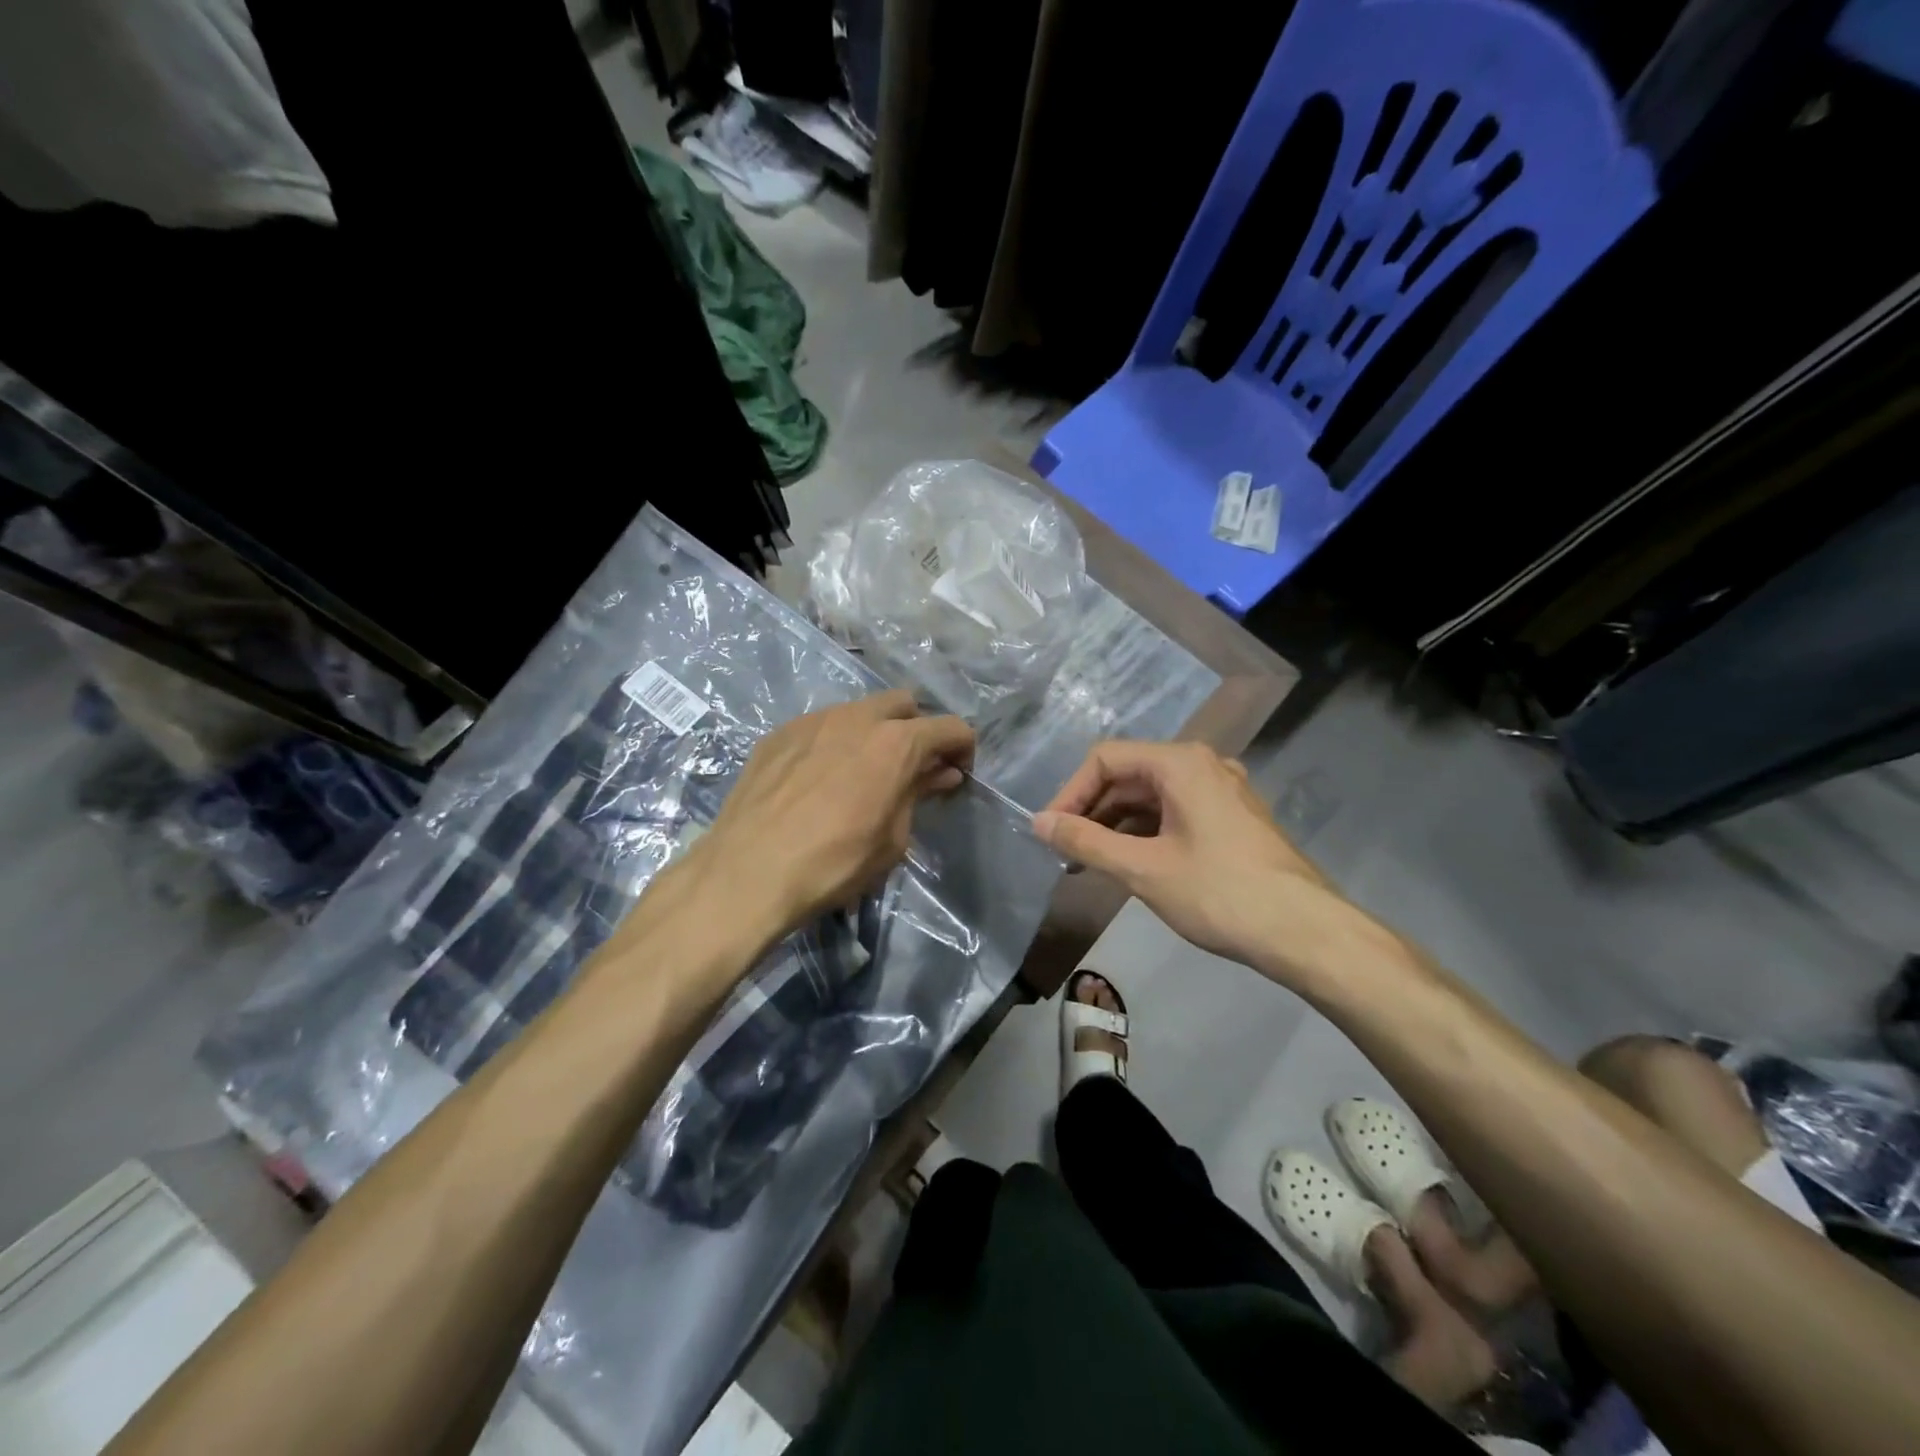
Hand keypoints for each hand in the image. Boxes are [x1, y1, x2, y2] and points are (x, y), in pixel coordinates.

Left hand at [689, 689, 974, 943]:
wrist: (748, 872)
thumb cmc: (835, 863)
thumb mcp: (892, 838)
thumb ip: (918, 794)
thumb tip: (941, 773)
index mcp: (895, 742)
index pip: (950, 727)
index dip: (963, 749)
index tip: (958, 774)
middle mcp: (857, 717)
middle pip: (903, 704)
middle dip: (917, 729)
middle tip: (912, 769)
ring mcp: (813, 720)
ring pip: (858, 711)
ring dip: (874, 733)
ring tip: (863, 773)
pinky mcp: (778, 734)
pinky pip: (820, 726)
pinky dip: (834, 743)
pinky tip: (820, 779)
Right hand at [1032, 740, 1370, 981]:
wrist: (1306, 932)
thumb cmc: (1219, 893)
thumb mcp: (1143, 869)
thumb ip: (1085, 842)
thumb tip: (1038, 823)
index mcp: (1180, 763)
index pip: (1105, 759)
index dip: (1070, 792)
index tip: (1050, 832)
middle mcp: (1202, 765)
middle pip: (1129, 774)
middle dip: (1092, 810)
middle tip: (1066, 852)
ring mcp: (1222, 791)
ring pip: (1152, 795)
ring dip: (1117, 824)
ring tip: (1092, 862)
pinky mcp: (1233, 818)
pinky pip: (1176, 811)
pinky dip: (1146, 832)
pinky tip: (1132, 863)